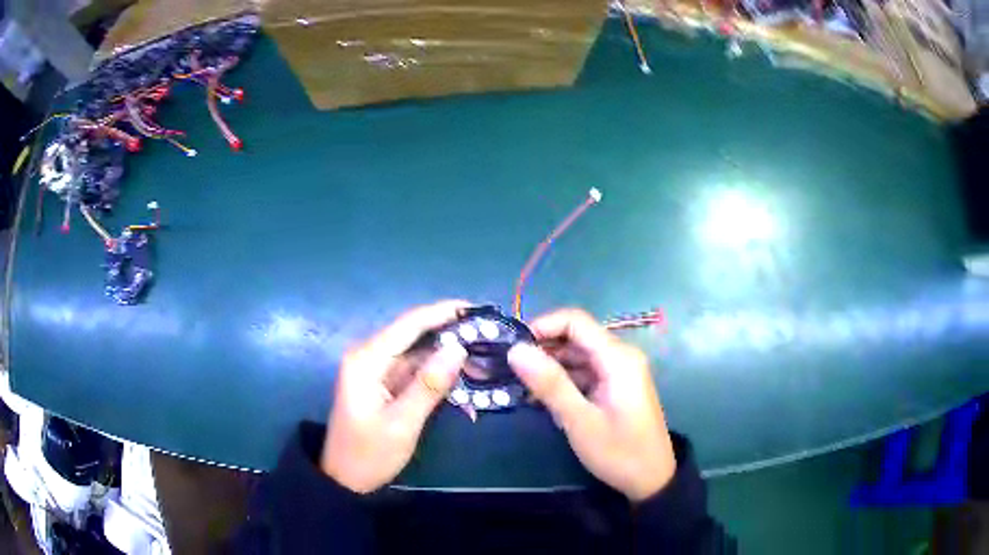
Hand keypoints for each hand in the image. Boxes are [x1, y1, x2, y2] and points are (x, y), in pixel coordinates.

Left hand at [321, 301, 468, 492]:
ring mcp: (376, 370)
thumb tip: (458, 347)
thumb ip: (428, 385)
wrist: (345, 480)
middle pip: (414, 334)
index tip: (477, 309)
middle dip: (451, 334)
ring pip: (418, 352)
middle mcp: (369, 356)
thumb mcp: (402, 423)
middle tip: (488, 337)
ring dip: (448, 356)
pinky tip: (463, 378)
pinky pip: (414, 370)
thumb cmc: (369, 454)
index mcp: (366, 359)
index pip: (409, 324)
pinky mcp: (383, 384)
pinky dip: (437, 373)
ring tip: (483, 358)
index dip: (443, 312)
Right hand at [507, 309, 675, 501]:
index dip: (542, 326)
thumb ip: (550, 383)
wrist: (652, 479)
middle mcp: (620, 356)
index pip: (575, 321)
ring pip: (577, 355)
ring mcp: (619, 371)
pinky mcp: (615, 386)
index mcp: (617, 357)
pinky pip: (585, 372)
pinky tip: (542, 399)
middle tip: (511, 371)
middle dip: (542, 349)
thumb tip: (516, 350)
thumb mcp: (580, 421)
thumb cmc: (619, 452)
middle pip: (575, 337)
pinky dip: (563, 381)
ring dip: (550, 367)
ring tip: (521, 387)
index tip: (513, 348)